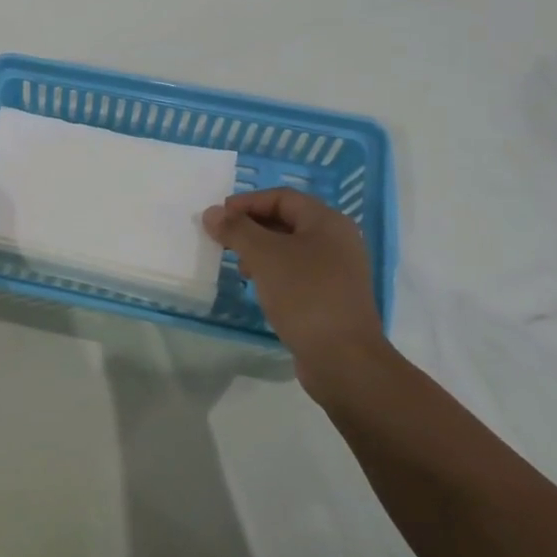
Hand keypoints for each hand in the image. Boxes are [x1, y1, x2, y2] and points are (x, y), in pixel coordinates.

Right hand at [202, 187, 388, 403]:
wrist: (344, 359)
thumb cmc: (305, 296)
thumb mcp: (264, 256)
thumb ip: (236, 230)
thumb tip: (212, 213)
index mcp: (328, 222)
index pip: (282, 197)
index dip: (247, 203)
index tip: (219, 218)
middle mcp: (337, 240)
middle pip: (287, 221)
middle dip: (252, 227)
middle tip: (223, 241)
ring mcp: (338, 271)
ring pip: (291, 248)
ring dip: (261, 251)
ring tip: (239, 267)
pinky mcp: (332, 297)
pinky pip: (298, 273)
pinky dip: (274, 273)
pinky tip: (259, 288)